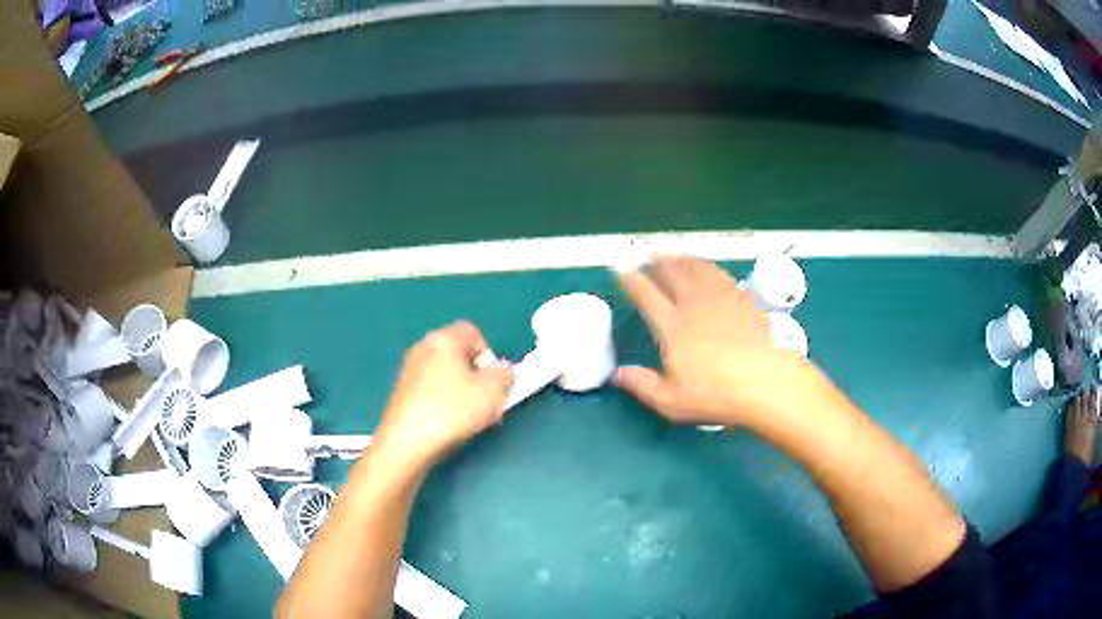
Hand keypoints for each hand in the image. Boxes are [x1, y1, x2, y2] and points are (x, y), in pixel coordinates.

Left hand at [373, 321, 513, 469]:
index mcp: (444, 339)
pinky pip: (430, 389)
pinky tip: (446, 424)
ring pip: (444, 373)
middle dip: (475, 375)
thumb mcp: (493, 392)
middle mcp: (423, 347)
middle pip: (458, 354)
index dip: (489, 356)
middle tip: (484, 400)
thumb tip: (503, 372)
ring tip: (467, 416)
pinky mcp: (401, 392)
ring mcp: (408, 370)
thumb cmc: (451, 411)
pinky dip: (442, 402)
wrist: (407, 442)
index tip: (492, 381)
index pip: (474, 333)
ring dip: (459, 390)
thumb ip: (505, 376)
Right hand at [615, 256, 817, 429]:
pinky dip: (708, 266)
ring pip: (696, 268)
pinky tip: (708, 268)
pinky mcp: (743, 300)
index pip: (646, 296)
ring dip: (681, 259)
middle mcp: (694, 305)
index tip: (621, 269)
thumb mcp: (672, 401)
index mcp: (672, 327)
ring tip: (674, 255)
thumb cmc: (716, 395)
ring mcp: (721, 299)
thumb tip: (616, 375)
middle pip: (672, 273)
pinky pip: (720, 274)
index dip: (631, 280)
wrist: (766, 382)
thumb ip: (642, 385)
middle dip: (656, 262)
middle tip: (648, 254)